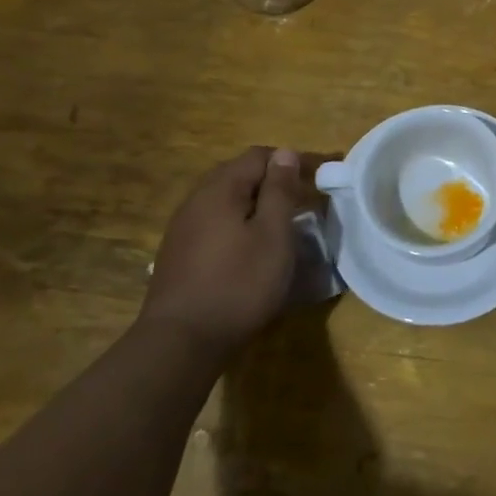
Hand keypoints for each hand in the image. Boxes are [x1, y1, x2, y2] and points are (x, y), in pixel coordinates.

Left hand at [137, 147, 319, 355]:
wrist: (180, 342)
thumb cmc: (238, 284)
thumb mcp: (273, 235)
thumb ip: (280, 190)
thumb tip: (285, 153)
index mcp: (221, 188)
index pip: (259, 155)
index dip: (290, 162)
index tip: (316, 180)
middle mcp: (197, 199)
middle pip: (239, 173)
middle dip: (272, 180)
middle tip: (301, 200)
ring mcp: (183, 227)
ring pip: (225, 199)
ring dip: (254, 202)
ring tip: (279, 224)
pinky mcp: (178, 253)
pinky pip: (214, 221)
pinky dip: (237, 222)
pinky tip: (248, 247)